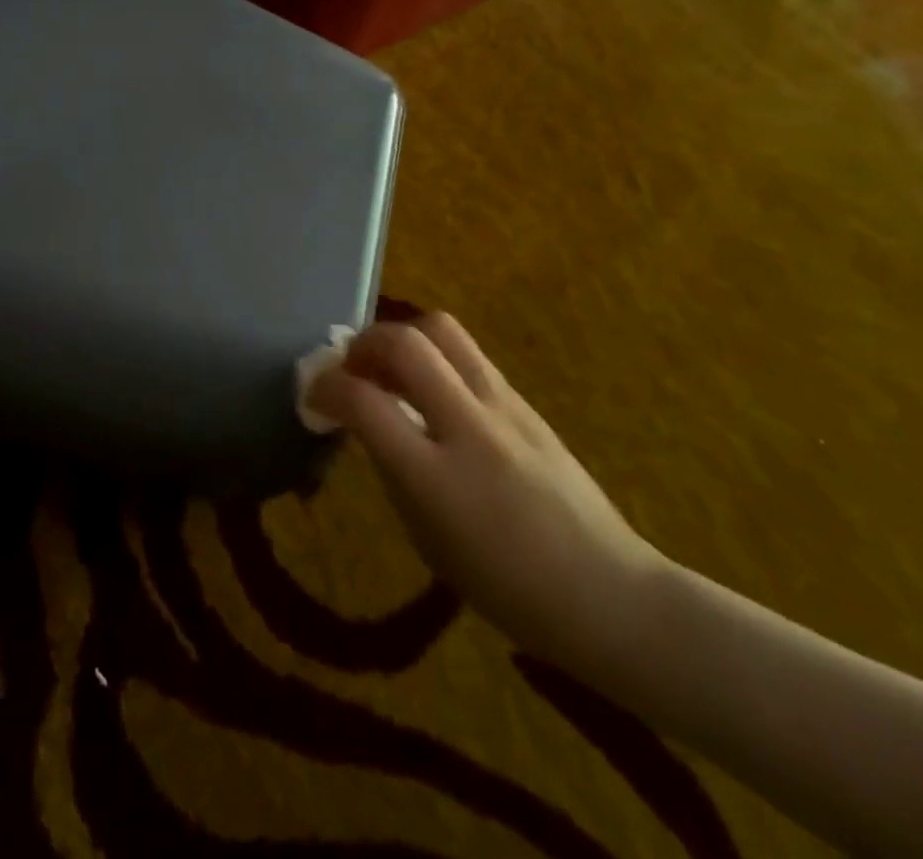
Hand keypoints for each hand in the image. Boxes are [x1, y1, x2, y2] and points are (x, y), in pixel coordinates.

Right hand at [308, 313, 667, 679]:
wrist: (609, 593)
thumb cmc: (508, 589)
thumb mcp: (428, 540)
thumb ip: (392, 471)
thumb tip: (366, 422)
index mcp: (436, 477)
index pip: (364, 401)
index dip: (326, 387)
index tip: (313, 395)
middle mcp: (470, 427)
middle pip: (405, 343)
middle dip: (363, 343)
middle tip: (351, 367)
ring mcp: (505, 407)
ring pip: (441, 330)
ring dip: (401, 338)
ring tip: (390, 369)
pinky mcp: (525, 400)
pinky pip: (468, 354)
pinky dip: (434, 357)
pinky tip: (432, 390)